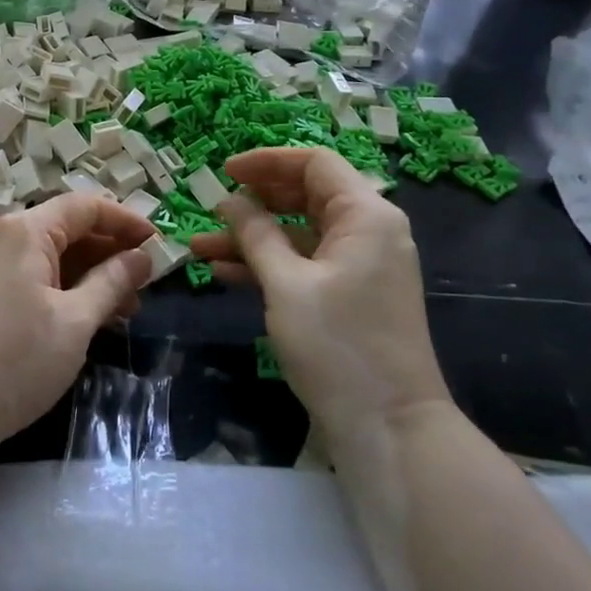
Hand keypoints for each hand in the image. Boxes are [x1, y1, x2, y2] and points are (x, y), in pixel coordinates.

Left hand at [0, 193, 155, 455]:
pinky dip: (63, 288)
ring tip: (125, 308)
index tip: (158, 243)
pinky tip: (87, 316)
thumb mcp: (75, 321)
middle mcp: (3, 236)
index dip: (125, 221)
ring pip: (50, 255)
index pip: (85, 207)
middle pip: (67, 229)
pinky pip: (31, 275)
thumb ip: (112, 282)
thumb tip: (142, 257)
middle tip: (145, 283)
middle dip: (110, 252)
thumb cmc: (17, 359)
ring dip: (89, 274)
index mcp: (25, 231)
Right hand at [188, 147, 447, 436]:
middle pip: (304, 197)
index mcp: (365, 215)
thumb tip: (231, 201)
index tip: (224, 172)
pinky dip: (268, 265)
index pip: (314, 164)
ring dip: (252, 238)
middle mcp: (368, 231)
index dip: (266, 162)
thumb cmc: (338, 346)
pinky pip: (304, 265)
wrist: (390, 429)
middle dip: (254, 202)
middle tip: (211, 209)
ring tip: (200, 246)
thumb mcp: (286, 284)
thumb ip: (256, 235)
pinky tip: (223, 273)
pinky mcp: (349, 296)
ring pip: (298, 234)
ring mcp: (359, 266)